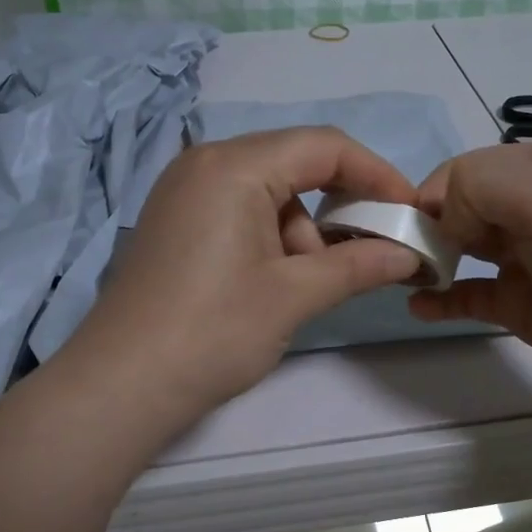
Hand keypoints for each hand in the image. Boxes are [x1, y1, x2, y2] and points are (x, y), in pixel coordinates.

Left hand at [65, 127, 423, 424]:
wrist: (123, 384)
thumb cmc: (214, 332)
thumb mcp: (293, 295)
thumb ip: (358, 265)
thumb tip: (409, 255)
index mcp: (234, 166)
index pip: (323, 146)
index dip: (375, 173)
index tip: (408, 211)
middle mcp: (204, 163)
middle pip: (294, 165)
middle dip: (337, 207)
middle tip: (366, 252)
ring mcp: (183, 192)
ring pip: (268, 192)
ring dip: (301, 232)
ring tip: (304, 287)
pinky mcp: (174, 222)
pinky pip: (239, 210)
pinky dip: (269, 238)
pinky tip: (272, 283)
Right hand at [408, 143, 531, 411]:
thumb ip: (477, 187)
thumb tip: (443, 221)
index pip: (463, 170)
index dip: (430, 195)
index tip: (406, 229)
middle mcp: (531, 209)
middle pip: (458, 208)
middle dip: (423, 227)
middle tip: (396, 257)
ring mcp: (527, 260)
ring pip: (461, 250)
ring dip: (429, 260)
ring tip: (401, 278)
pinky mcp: (523, 307)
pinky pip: (470, 296)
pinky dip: (442, 300)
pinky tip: (419, 307)